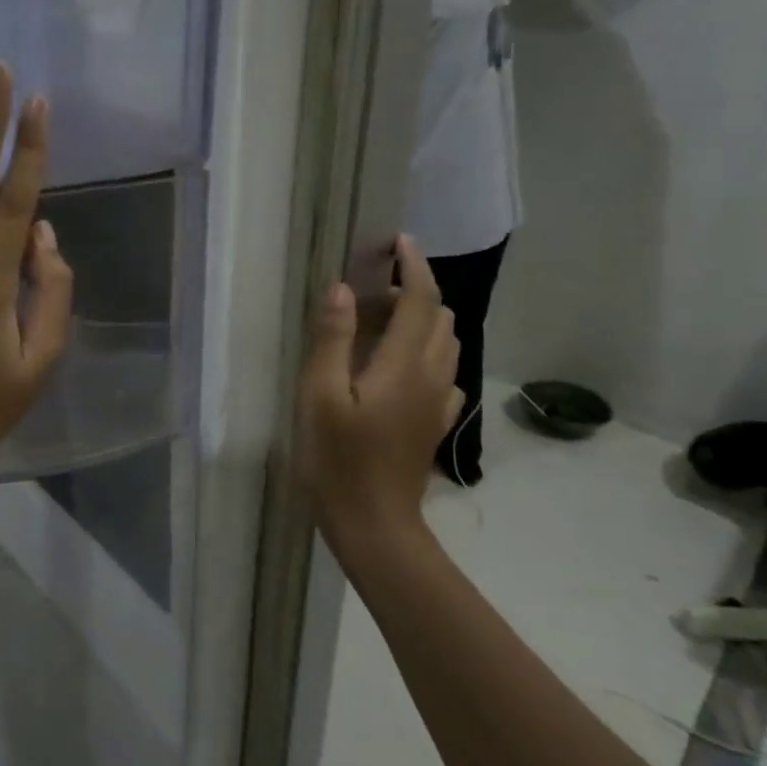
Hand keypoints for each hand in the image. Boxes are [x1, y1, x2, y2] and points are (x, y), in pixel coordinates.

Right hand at [299, 236, 463, 554]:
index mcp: (403, 364)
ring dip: (423, 320)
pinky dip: (428, 353)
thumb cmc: (338, 460)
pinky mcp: (436, 423)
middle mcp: (432, 376)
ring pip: (446, 343)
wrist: (374, 524)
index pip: (420, 300)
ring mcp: (439, 402)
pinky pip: (444, 373)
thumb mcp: (319, 397)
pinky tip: (401, 366)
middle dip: (417, 290)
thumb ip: (333, 339)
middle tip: (375, 287)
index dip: (413, 266)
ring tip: (383, 320)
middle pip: (440, 317)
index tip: (399, 241)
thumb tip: (343, 288)